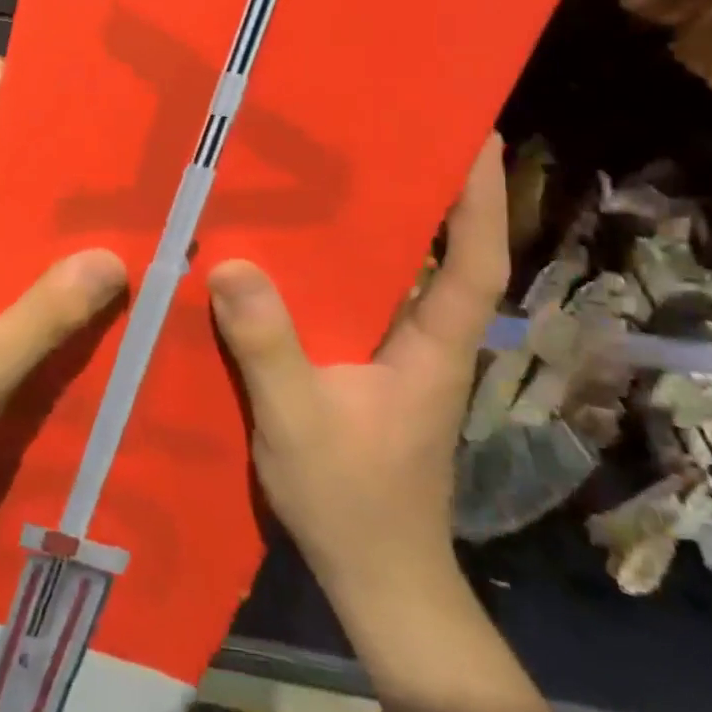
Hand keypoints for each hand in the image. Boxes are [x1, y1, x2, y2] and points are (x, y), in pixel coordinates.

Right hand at [208, 135, 508, 601]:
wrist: (377, 578)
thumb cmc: (353, 501)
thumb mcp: (299, 422)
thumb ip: (268, 347)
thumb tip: (230, 264)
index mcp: (432, 346)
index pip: (474, 262)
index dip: (481, 200)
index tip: (477, 136)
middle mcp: (425, 341)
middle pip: (441, 254)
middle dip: (429, 192)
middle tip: (389, 132)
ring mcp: (398, 358)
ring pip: (397, 277)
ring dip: (380, 226)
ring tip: (333, 172)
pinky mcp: (369, 372)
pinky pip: (358, 303)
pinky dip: (340, 269)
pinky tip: (291, 254)